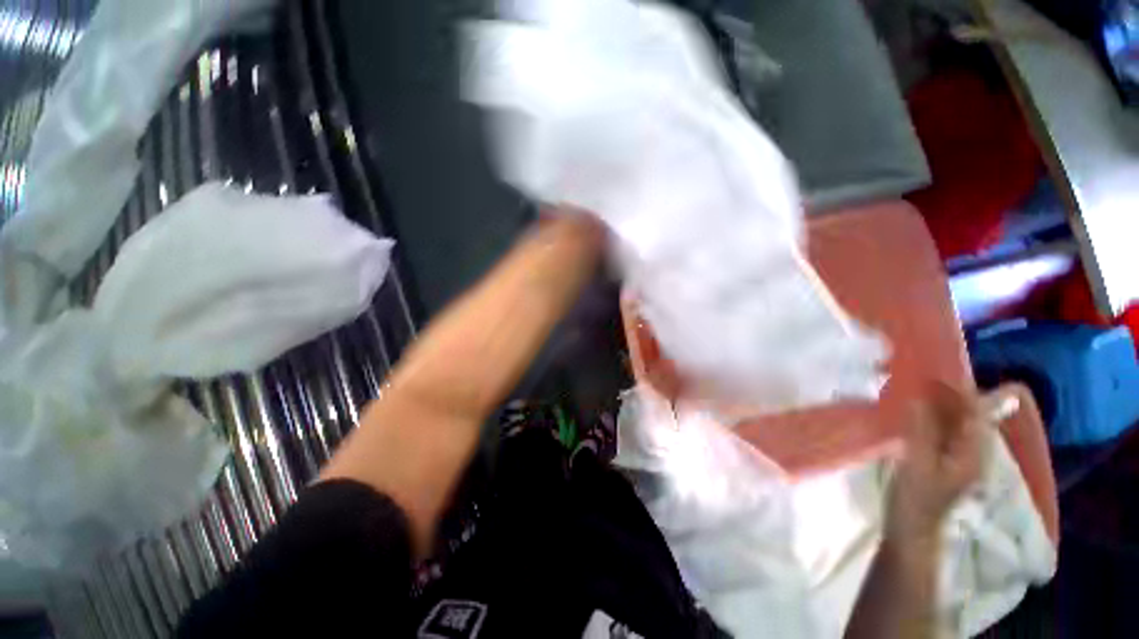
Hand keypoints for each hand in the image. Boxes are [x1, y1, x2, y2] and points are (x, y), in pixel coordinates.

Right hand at [886, 383, 998, 542]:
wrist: (911, 528)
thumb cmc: (916, 498)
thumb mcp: (917, 464)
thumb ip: (921, 431)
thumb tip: (919, 398)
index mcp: (973, 454)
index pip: (976, 415)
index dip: (961, 393)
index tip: (938, 373)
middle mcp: (972, 453)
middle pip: (969, 417)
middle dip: (952, 395)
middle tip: (925, 376)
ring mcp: (957, 458)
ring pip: (956, 423)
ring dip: (940, 404)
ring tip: (918, 388)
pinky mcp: (942, 461)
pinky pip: (942, 431)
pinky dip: (931, 417)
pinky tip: (914, 411)